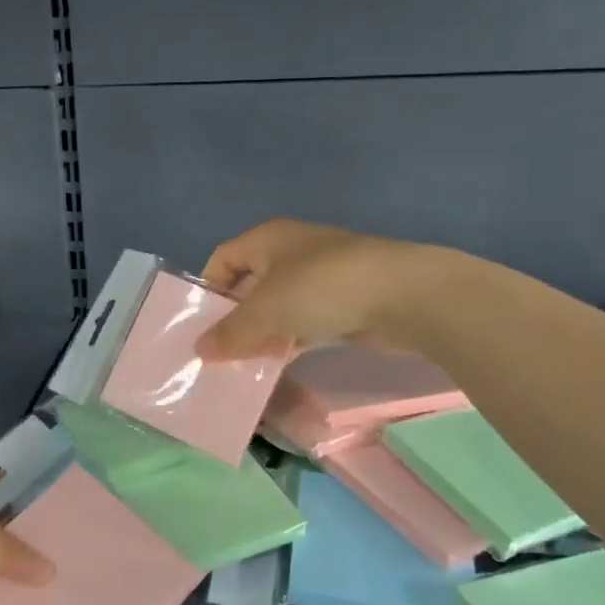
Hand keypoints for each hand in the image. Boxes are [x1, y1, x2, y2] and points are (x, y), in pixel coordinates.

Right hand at [196, 220, 435, 360]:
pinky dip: (289, 340)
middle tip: (217, 351)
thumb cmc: (321, 288)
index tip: (199, 323)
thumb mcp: (265, 310)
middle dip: (233, 317)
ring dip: (261, 333)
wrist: (404, 295)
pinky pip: (304, 321)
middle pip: (249, 284)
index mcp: (267, 239)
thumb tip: (200, 350)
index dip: (208, 287)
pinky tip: (279, 364)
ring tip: (243, 365)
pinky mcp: (343, 302)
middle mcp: (291, 252)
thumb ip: (230, 332)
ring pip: (278, 306)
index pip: (223, 257)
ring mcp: (320, 277)